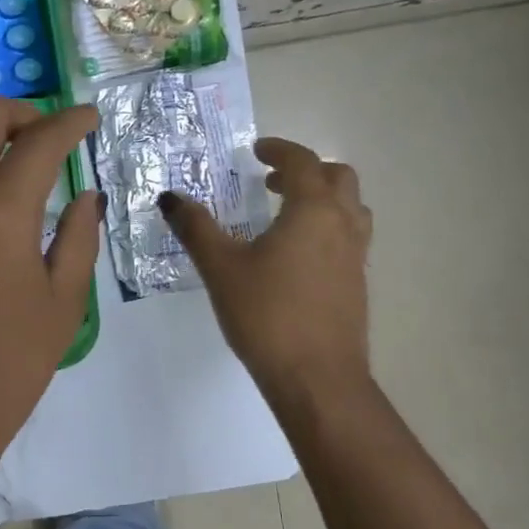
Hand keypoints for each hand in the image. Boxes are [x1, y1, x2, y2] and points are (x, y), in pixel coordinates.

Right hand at [159, 136, 371, 402]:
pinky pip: (349, 237)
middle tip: (272, 181)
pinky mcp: (357, 284)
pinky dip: (328, 227)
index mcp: (313, 211)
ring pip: (351, 208)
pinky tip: (297, 256)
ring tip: (287, 213)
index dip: (279, 150)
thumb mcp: (221, 268)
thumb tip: (170, 198)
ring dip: (323, 198)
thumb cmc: (266, 315)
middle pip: (338, 178)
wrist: (317, 378)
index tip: (257, 151)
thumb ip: (196, 228)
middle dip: (306, 170)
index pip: (302, 162)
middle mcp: (343, 225)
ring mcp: (356, 256)